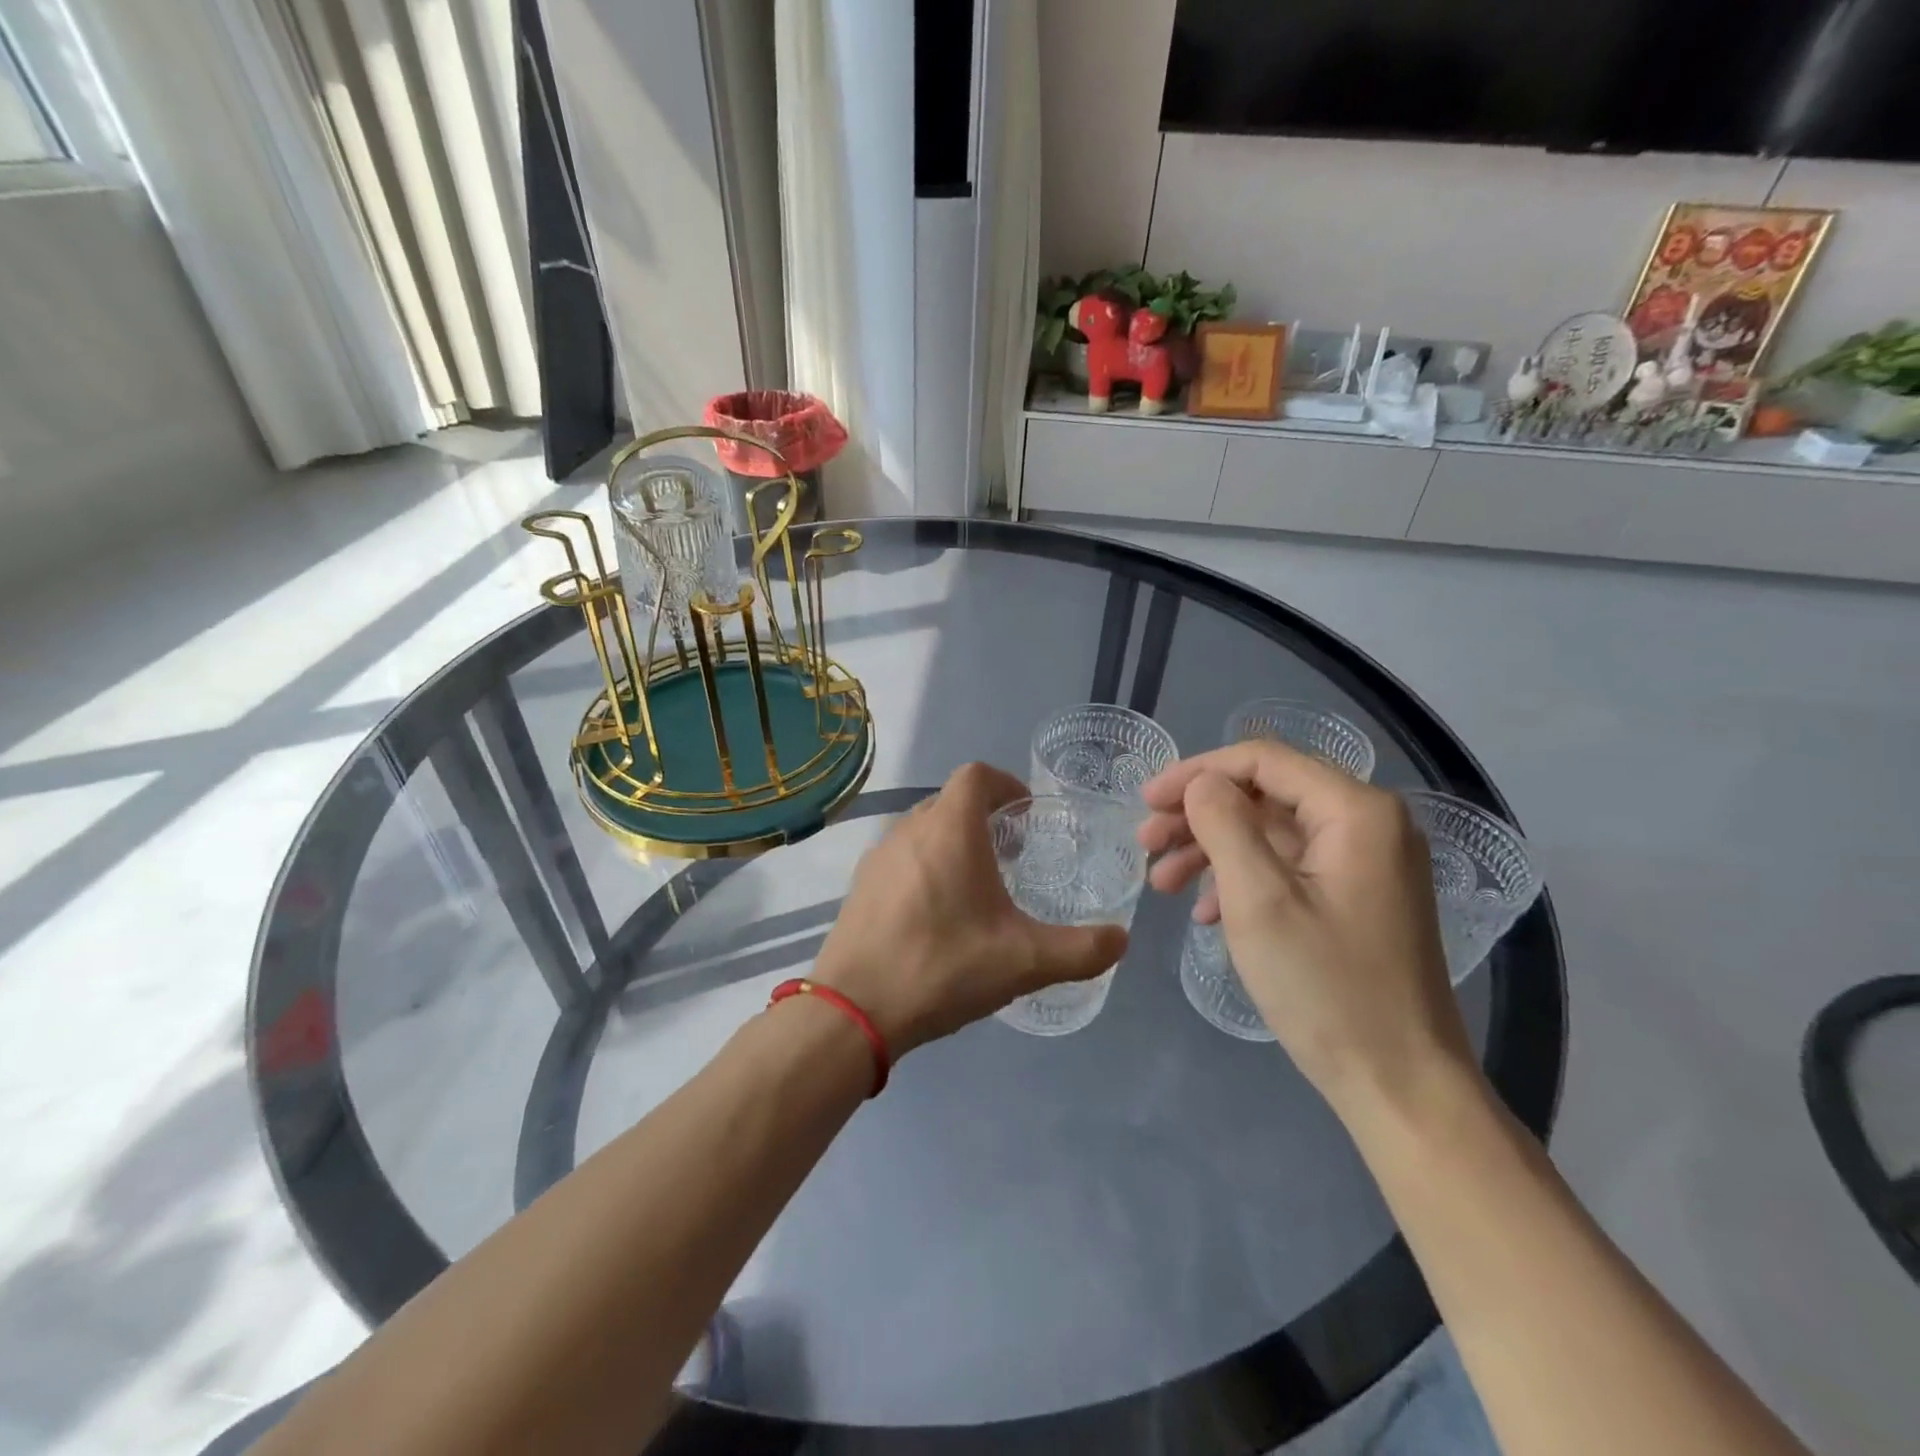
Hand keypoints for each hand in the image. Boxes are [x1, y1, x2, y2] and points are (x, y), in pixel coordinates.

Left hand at [812, 763, 1128, 1056]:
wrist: (853, 1010)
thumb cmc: (943, 967)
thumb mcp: (1024, 962)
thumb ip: (1081, 949)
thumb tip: (1121, 940)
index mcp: (949, 829)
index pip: (976, 775)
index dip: (1005, 783)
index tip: (1027, 813)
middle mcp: (910, 829)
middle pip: (951, 801)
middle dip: (984, 817)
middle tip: (1011, 855)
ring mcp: (878, 856)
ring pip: (923, 829)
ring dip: (953, 842)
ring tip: (977, 886)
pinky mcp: (860, 885)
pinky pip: (901, 857)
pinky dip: (925, 866)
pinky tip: (936, 915)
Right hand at [1138, 742, 1479, 1124]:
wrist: (1400, 1086)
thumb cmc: (1326, 988)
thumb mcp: (1259, 900)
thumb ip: (1224, 824)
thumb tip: (1202, 782)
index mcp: (1356, 811)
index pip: (1263, 760)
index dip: (1196, 772)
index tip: (1146, 800)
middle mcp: (1369, 823)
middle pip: (1266, 793)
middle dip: (1199, 814)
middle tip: (1145, 843)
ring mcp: (1366, 862)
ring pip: (1271, 831)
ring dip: (1212, 848)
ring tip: (1162, 883)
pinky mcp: (1357, 896)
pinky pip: (1288, 866)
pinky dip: (1241, 878)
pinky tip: (1205, 911)